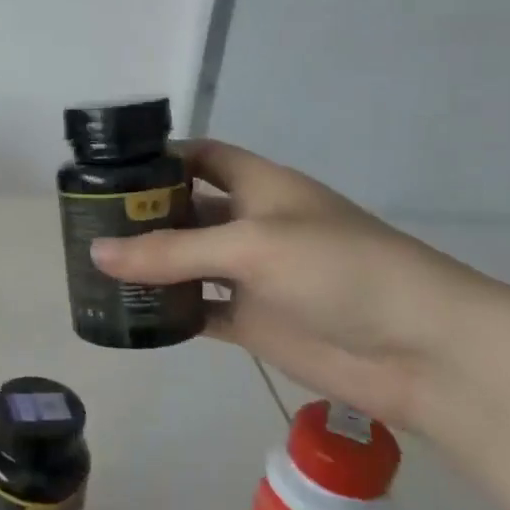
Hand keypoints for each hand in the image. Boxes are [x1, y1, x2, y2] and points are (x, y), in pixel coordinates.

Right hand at [87, 141, 488, 430]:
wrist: (424, 352)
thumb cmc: (341, 270)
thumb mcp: (252, 247)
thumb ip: (172, 251)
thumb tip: (96, 252)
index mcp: (261, 188)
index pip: (203, 157)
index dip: (161, 157)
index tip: (108, 169)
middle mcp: (253, 226)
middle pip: (187, 211)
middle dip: (142, 215)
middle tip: (85, 224)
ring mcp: (253, 277)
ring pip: (188, 264)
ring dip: (150, 266)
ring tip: (95, 268)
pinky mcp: (255, 322)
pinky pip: (200, 311)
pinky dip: (169, 313)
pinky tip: (131, 315)